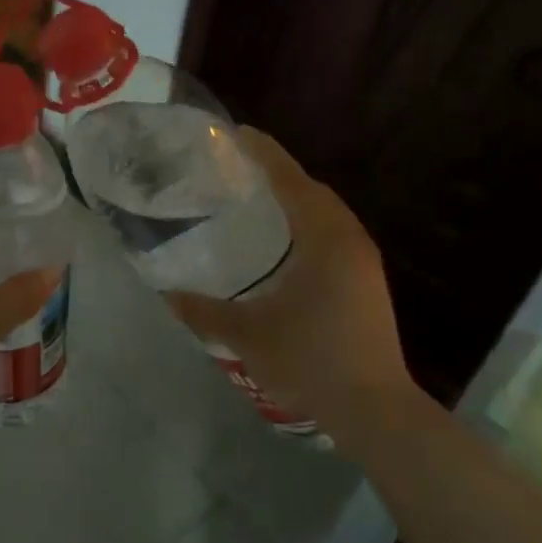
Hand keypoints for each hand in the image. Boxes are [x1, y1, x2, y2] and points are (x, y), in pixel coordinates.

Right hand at [165, 128, 427, 451]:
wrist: (374, 409)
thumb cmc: (309, 361)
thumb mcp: (247, 335)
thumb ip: (204, 311)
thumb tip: (166, 294)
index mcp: (324, 238)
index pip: (290, 179)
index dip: (263, 153)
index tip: (235, 133)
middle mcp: (349, 238)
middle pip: (310, 190)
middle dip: (276, 173)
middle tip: (235, 168)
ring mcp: (363, 260)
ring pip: (324, 213)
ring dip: (292, 199)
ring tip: (254, 199)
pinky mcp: (366, 281)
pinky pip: (331, 233)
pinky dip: (305, 223)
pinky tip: (281, 244)